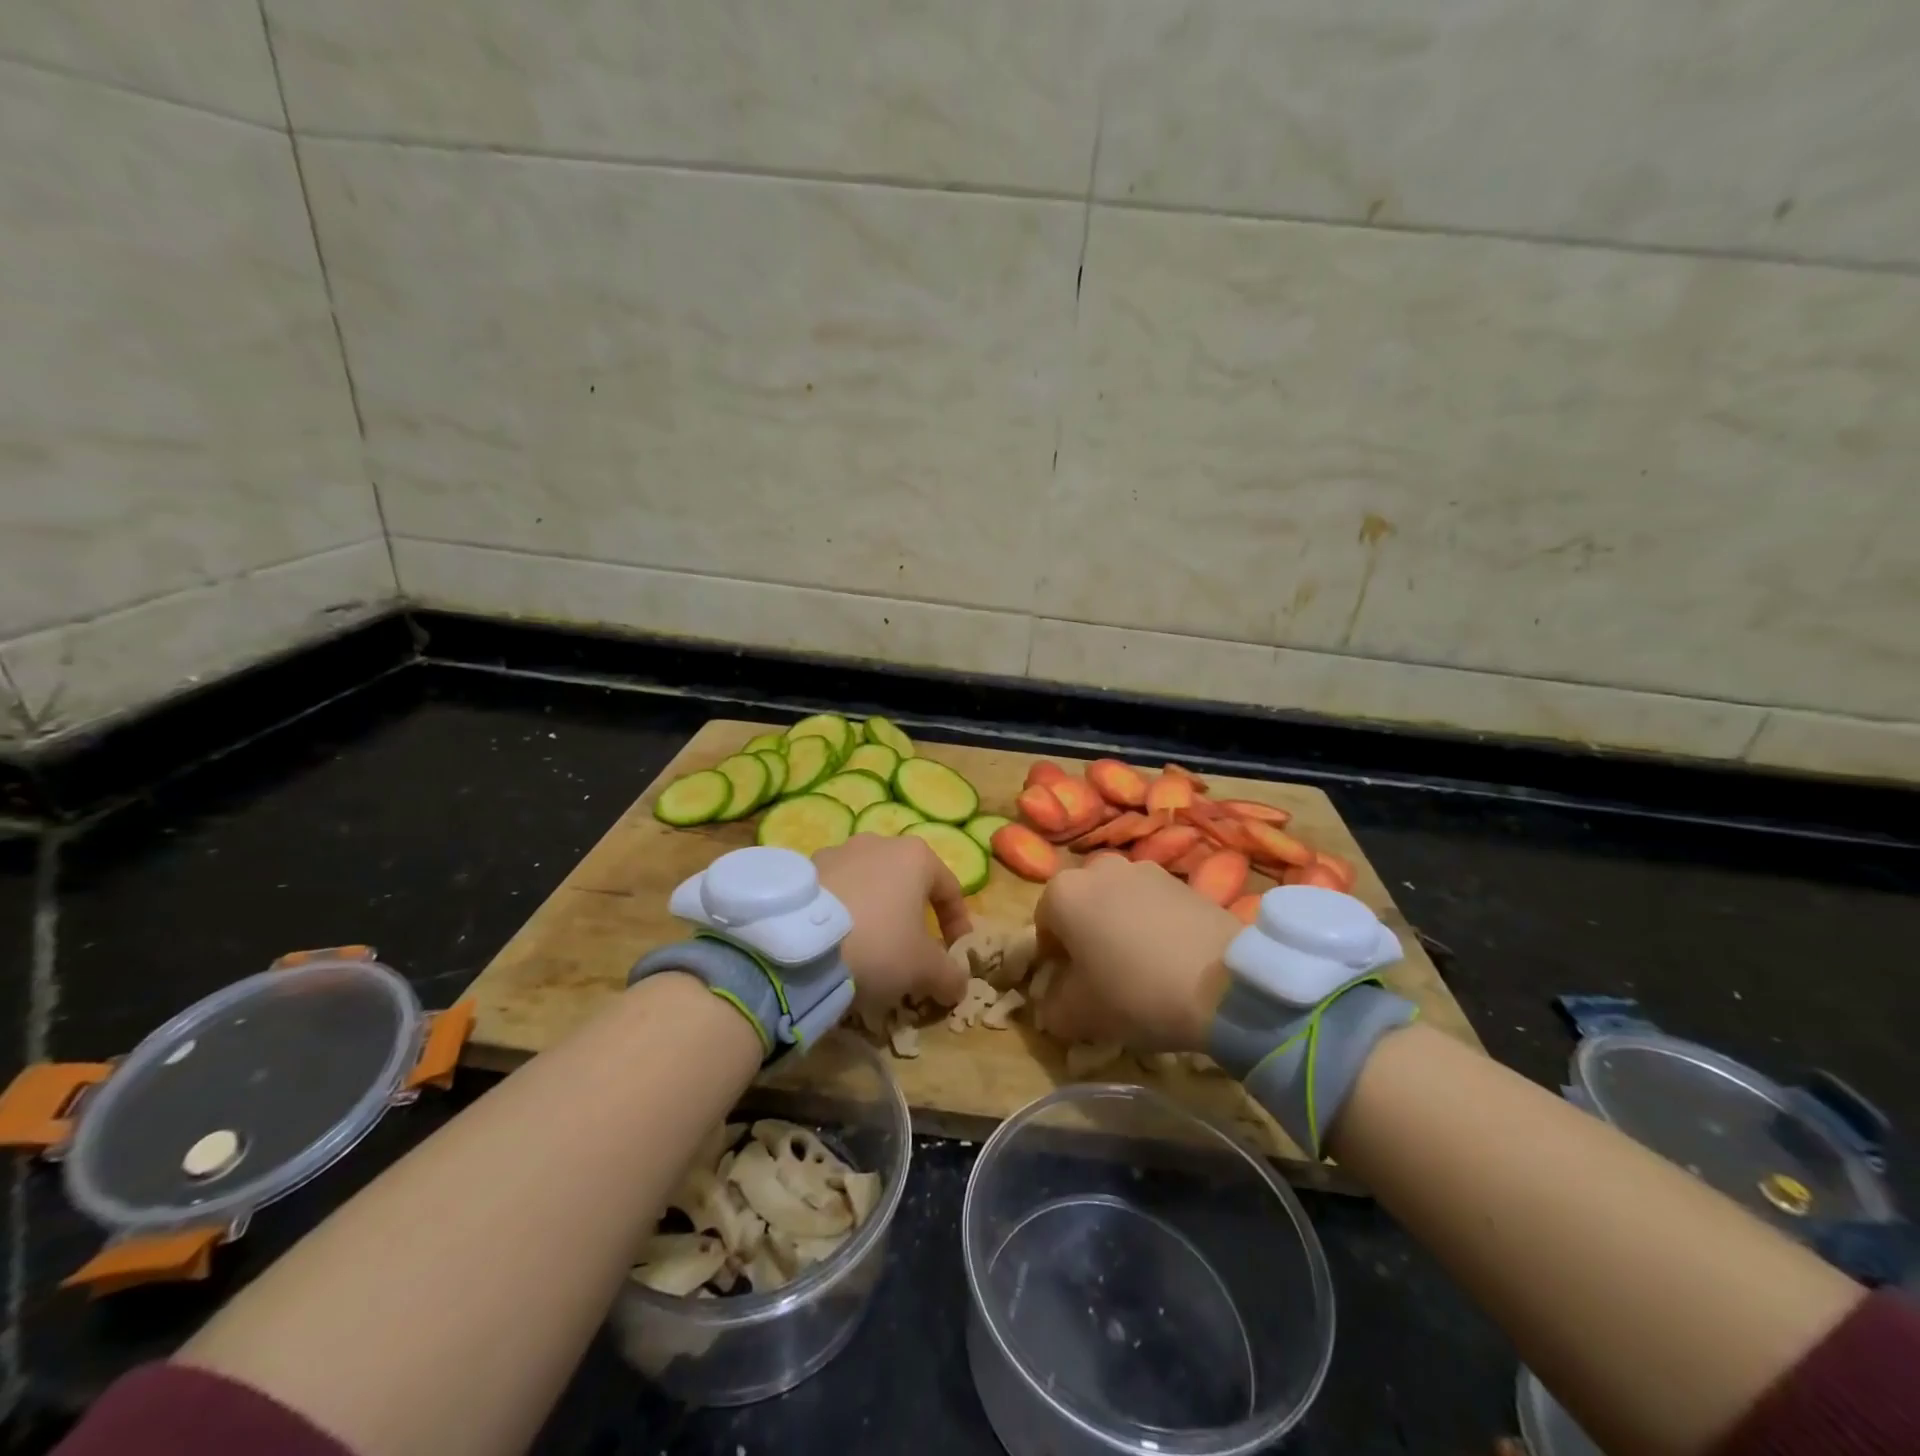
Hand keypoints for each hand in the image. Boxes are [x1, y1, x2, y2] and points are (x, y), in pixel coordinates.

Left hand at [815, 834, 971, 1010]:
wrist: (800, 946)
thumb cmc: (879, 945)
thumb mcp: (925, 969)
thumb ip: (949, 975)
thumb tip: (958, 985)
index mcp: (915, 855)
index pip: (949, 888)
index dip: (957, 923)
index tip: (955, 952)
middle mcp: (877, 842)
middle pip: (906, 882)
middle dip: (912, 916)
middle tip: (911, 952)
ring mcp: (837, 852)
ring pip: (868, 885)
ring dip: (875, 913)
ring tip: (869, 949)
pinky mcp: (804, 870)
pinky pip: (836, 893)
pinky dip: (843, 914)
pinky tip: (838, 943)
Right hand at [1034, 856, 1238, 1050]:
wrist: (1225, 983)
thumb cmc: (1136, 992)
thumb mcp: (1079, 1015)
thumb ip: (1051, 1007)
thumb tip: (1051, 1003)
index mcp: (1063, 892)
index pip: (1043, 926)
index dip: (1054, 961)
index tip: (1072, 989)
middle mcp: (1098, 868)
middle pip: (1081, 907)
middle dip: (1086, 936)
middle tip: (1104, 976)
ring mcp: (1144, 869)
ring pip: (1117, 902)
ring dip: (1119, 926)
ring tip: (1142, 967)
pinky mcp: (1182, 880)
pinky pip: (1152, 904)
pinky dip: (1152, 924)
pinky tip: (1170, 958)